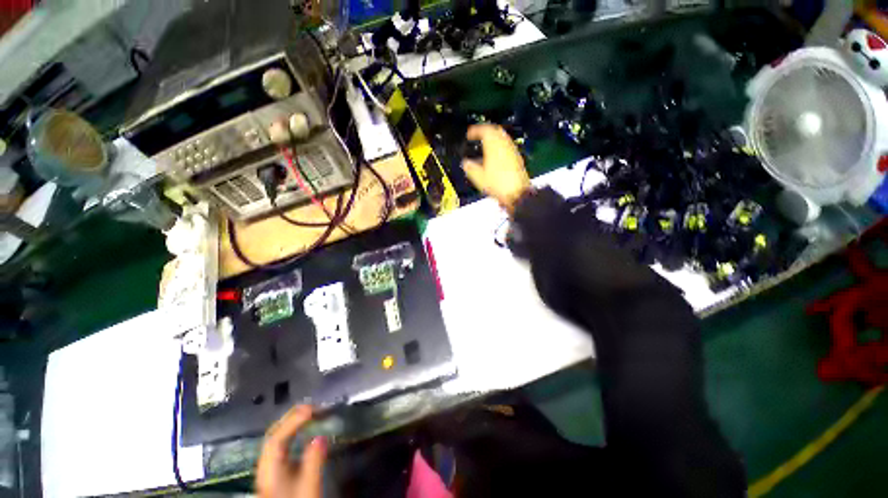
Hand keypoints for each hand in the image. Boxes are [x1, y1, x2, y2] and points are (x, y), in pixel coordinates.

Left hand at [257, 405, 327, 497]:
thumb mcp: (309, 486)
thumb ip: (314, 461)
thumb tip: (322, 435)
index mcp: (270, 469)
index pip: (276, 439)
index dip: (292, 421)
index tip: (311, 409)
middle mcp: (265, 465)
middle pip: (273, 435)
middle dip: (292, 418)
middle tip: (313, 407)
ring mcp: (268, 468)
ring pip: (276, 438)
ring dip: (292, 423)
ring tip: (311, 414)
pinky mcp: (275, 471)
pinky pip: (281, 445)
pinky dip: (292, 432)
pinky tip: (304, 431)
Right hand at [462, 124, 530, 213]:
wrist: (517, 193)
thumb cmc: (498, 184)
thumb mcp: (478, 177)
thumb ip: (470, 167)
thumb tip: (465, 163)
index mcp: (494, 145)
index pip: (485, 130)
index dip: (475, 130)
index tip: (470, 134)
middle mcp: (505, 145)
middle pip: (496, 131)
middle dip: (486, 132)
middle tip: (478, 136)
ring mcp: (513, 151)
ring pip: (503, 138)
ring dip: (494, 139)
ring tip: (486, 146)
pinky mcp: (518, 159)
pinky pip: (507, 147)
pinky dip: (500, 147)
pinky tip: (495, 157)